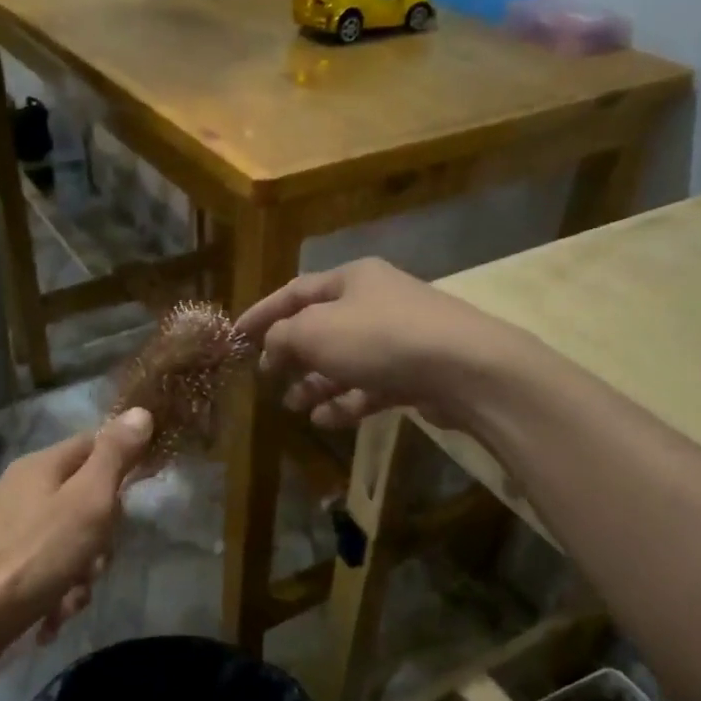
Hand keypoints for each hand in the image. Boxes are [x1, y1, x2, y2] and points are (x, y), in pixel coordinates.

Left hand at [0, 410, 153, 672]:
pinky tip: (50, 617)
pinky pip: (37, 570)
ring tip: (71, 600)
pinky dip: (51, 592)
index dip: (120, 466)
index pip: (93, 444)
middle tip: (97, 561)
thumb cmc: (34, 557)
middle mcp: (15, 489)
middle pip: (80, 500)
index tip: (134, 501)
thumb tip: (140, 411)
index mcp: (38, 466)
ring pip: (62, 541)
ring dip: (78, 573)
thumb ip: (115, 457)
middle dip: (99, 537)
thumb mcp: (87, 502)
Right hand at [235, 258, 503, 430]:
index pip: (295, 291)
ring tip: (294, 406)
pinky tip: (326, 420)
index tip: (235, 335)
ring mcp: (398, 339)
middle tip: (267, 378)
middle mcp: (375, 302)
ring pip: (345, 361)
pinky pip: (370, 386)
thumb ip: (282, 338)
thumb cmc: (380, 338)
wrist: (465, 368)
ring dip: (316, 383)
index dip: (262, 312)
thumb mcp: (316, 331)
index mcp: (352, 279)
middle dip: (292, 354)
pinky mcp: (415, 372)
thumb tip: (270, 349)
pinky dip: (346, 401)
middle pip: (322, 327)